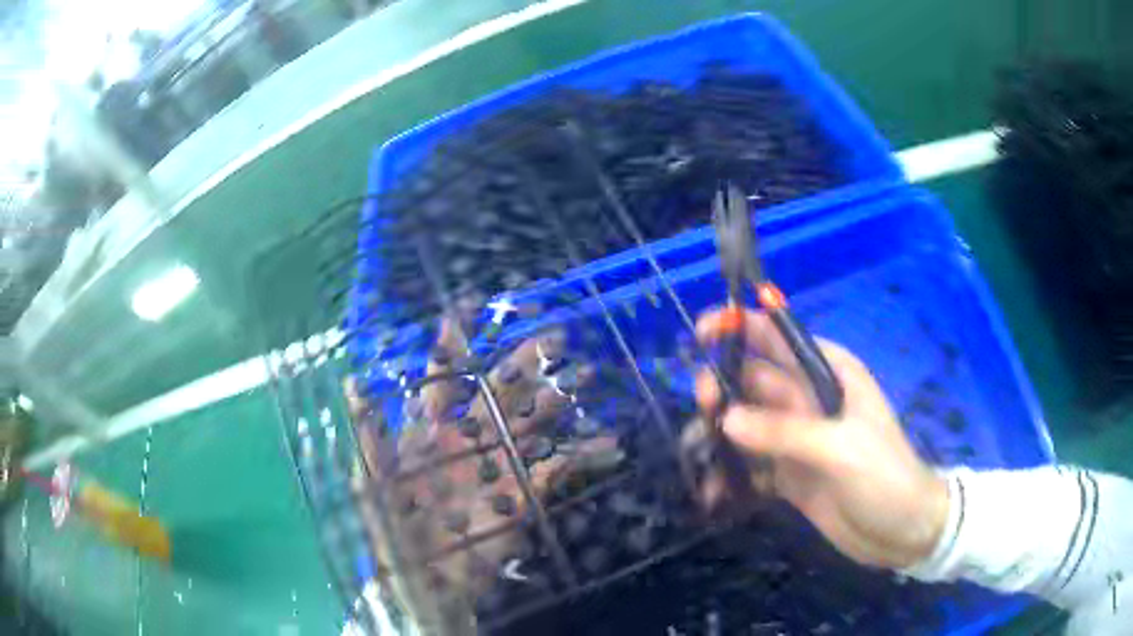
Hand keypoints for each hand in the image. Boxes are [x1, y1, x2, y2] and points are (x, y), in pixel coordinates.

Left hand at [346, 317, 618, 598]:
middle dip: (524, 361)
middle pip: (499, 390)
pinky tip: (609, 444)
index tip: (469, 305)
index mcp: (429, 431)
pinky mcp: (522, 494)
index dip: (453, 341)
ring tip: (586, 377)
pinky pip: (556, 469)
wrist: (425, 583)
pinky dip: (583, 456)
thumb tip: (353, 380)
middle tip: (555, 337)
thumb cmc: (392, 531)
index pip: (442, 376)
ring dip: (558, 400)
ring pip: (531, 422)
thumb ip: (367, 434)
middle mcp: (468, 438)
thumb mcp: (370, 483)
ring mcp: (497, 465)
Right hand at [693, 308, 948, 569]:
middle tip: (703, 406)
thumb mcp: (840, 448)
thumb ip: (785, 432)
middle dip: (721, 385)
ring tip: (699, 453)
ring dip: (718, 433)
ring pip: (745, 422)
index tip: (702, 333)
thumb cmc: (884, 476)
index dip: (741, 326)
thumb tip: (726, 419)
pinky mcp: (787, 475)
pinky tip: (713, 492)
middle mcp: (808, 400)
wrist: (901, 531)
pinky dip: (728, 475)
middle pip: (753, 380)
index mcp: (829, 375)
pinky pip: (749, 465)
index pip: (780, 337)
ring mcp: (795, 439)